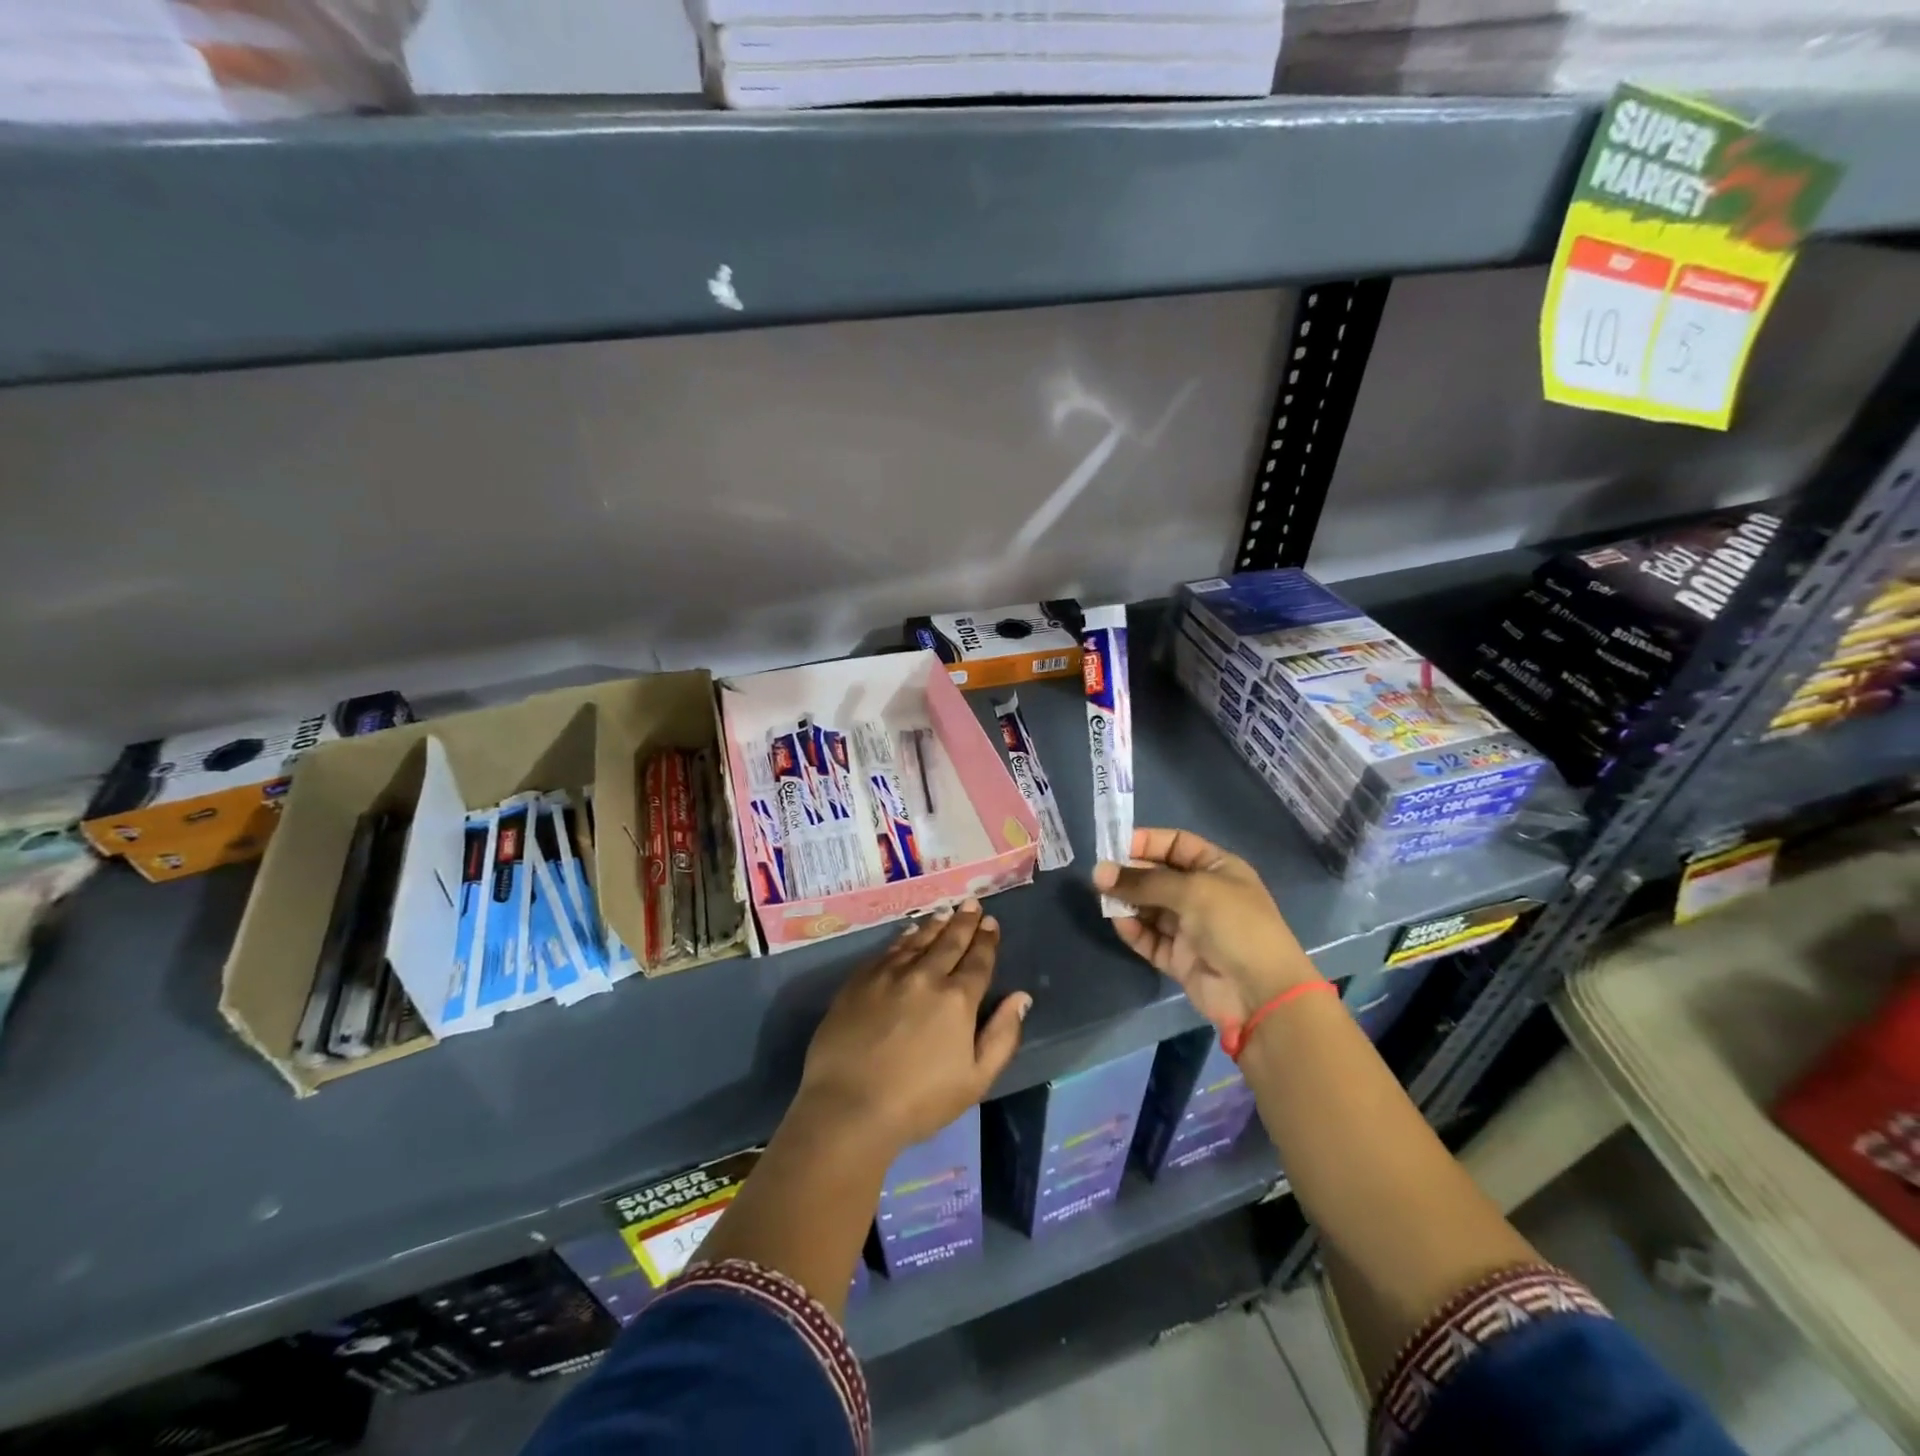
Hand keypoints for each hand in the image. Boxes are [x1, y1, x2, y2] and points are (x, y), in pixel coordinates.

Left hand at [795, 900, 1029, 1156]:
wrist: (849, 1106)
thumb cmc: (919, 1102)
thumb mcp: (975, 1079)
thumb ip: (1002, 1036)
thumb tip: (1021, 997)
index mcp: (957, 999)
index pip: (978, 961)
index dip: (987, 941)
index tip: (991, 923)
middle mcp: (925, 976)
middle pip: (949, 942)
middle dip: (964, 922)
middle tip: (972, 904)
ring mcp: (889, 974)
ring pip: (918, 940)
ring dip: (935, 925)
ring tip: (946, 912)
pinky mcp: (859, 980)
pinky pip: (888, 950)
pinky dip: (904, 938)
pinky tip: (909, 934)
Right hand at [1093, 827, 1319, 1030]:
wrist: (1260, 992)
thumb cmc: (1234, 925)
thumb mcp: (1191, 890)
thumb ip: (1143, 881)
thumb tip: (1099, 872)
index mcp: (1218, 868)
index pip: (1176, 844)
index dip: (1147, 842)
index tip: (1114, 846)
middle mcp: (1204, 894)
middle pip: (1158, 876)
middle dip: (1130, 874)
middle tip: (1100, 877)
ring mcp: (1191, 927)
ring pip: (1150, 907)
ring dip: (1128, 902)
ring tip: (1105, 900)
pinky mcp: (1179, 957)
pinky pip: (1149, 937)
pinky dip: (1134, 930)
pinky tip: (1120, 922)